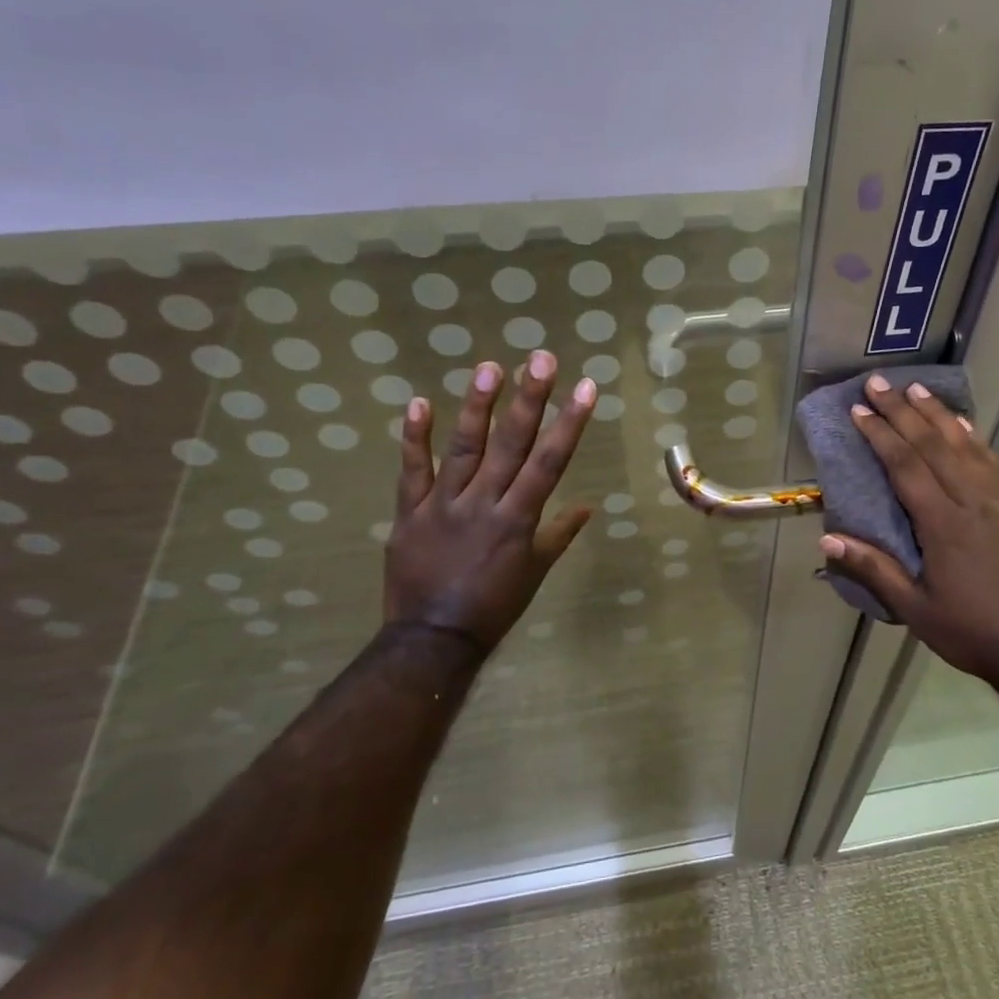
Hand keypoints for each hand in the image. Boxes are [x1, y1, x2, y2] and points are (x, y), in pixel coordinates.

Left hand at [385, 352, 596, 654]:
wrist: (433, 640)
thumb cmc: (494, 606)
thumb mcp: (535, 572)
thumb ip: (559, 534)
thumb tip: (588, 505)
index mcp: (519, 519)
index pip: (550, 462)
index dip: (569, 423)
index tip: (586, 388)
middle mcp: (484, 504)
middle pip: (511, 445)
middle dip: (530, 400)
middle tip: (541, 358)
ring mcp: (444, 506)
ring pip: (464, 449)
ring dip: (477, 407)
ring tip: (490, 367)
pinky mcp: (410, 513)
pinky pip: (412, 472)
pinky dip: (414, 438)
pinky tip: (420, 402)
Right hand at [821, 376, 998, 689]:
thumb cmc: (972, 632)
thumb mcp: (916, 610)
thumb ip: (874, 570)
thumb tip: (828, 540)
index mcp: (943, 526)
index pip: (906, 467)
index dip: (881, 435)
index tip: (860, 410)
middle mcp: (972, 502)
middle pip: (934, 446)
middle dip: (903, 412)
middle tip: (879, 384)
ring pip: (965, 446)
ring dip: (938, 415)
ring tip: (917, 389)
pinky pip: (993, 462)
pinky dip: (974, 438)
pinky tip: (964, 425)